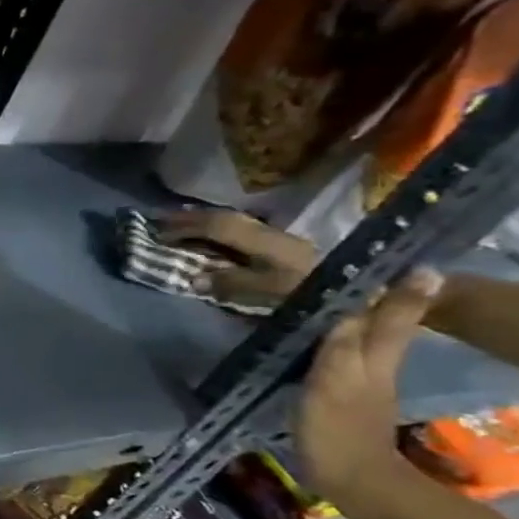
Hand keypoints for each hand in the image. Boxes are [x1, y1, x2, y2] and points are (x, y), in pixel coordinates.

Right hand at [156, 211, 321, 309]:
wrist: (361, 299)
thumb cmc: (312, 295)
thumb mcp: (270, 294)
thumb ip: (232, 284)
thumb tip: (194, 277)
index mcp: (266, 242)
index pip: (219, 226)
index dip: (186, 226)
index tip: (157, 231)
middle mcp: (272, 234)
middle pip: (227, 219)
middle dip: (191, 219)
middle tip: (160, 222)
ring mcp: (280, 240)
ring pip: (235, 223)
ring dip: (205, 222)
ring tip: (180, 226)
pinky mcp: (285, 249)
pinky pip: (242, 232)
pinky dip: (220, 231)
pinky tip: (210, 237)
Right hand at [296, 270, 442, 502]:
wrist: (350, 480)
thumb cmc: (338, 425)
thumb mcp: (338, 375)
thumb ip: (352, 335)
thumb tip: (378, 291)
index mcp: (375, 353)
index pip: (388, 310)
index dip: (392, 286)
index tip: (388, 259)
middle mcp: (373, 362)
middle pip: (372, 321)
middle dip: (365, 297)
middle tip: (342, 273)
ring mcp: (357, 380)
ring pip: (354, 336)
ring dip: (341, 316)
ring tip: (317, 297)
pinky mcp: (338, 395)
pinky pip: (335, 355)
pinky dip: (326, 339)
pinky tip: (308, 337)